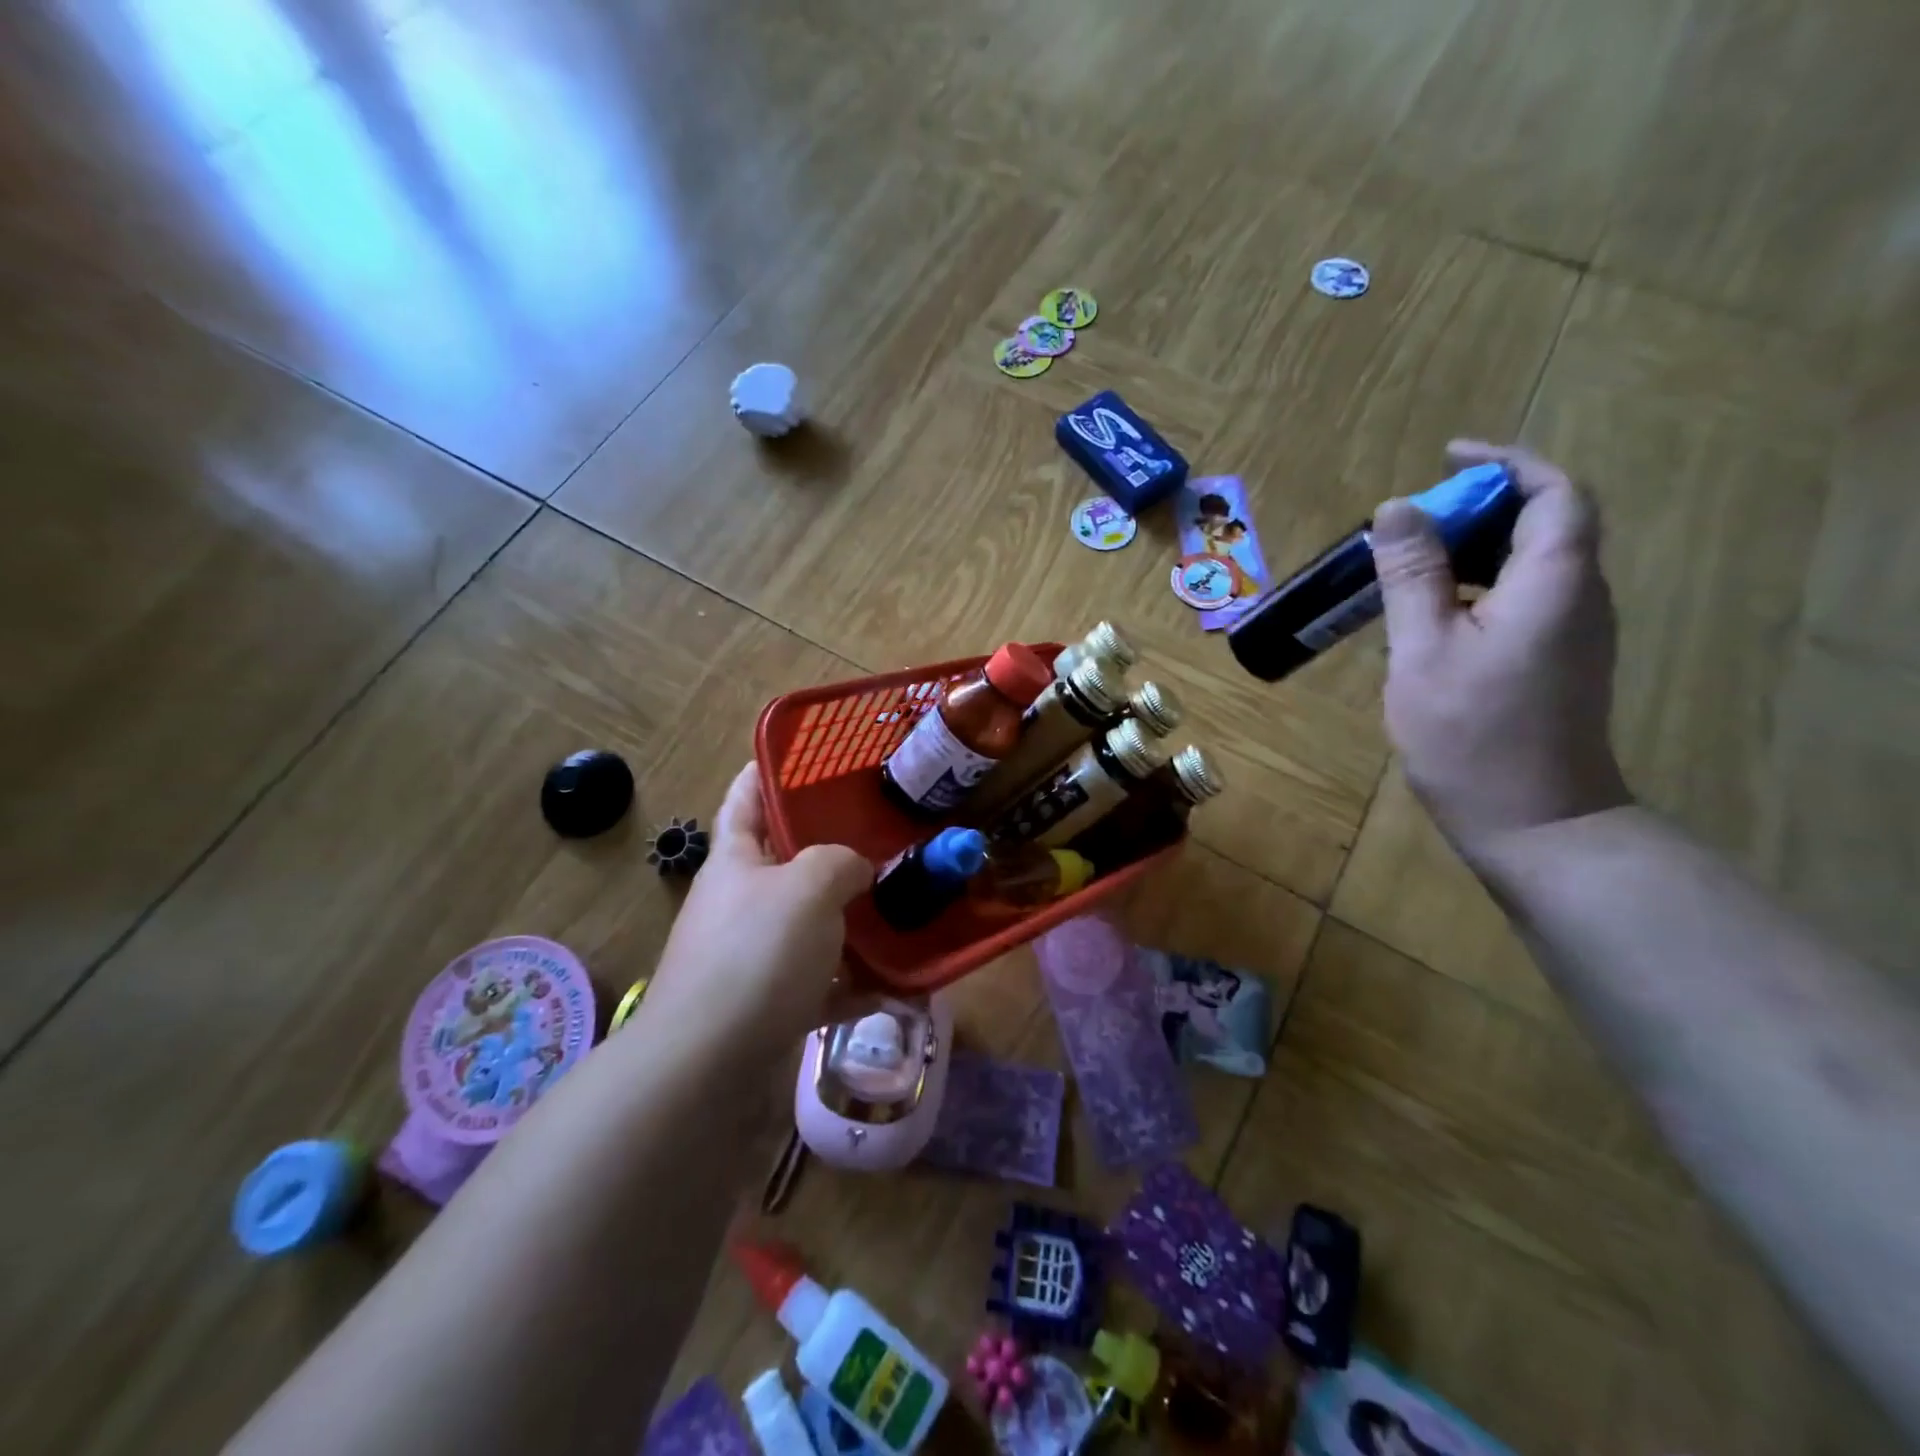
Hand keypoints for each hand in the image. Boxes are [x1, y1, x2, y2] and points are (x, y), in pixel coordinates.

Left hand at [644, 763, 872, 1052]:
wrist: (707, 1064)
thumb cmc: (756, 954)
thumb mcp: (808, 887)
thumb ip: (841, 862)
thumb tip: (857, 870)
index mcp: (736, 860)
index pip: (744, 799)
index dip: (766, 772)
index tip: (800, 754)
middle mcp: (740, 902)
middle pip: (787, 863)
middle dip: (832, 850)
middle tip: (884, 834)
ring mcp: (753, 956)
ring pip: (811, 925)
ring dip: (853, 922)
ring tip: (904, 909)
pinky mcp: (770, 1003)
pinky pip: (820, 982)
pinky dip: (854, 983)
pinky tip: (896, 987)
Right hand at [1371, 440, 1631, 854]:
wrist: (1535, 822)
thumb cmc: (1472, 735)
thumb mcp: (1423, 650)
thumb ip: (1411, 576)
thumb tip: (1398, 508)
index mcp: (1553, 583)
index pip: (1553, 493)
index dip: (1505, 464)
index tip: (1448, 456)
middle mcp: (1577, 596)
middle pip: (1543, 522)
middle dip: (1478, 504)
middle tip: (1408, 521)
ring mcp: (1571, 632)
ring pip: (1529, 562)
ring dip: (1473, 546)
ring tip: (1406, 561)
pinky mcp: (1555, 661)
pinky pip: (1521, 597)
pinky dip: (1476, 584)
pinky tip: (1427, 611)